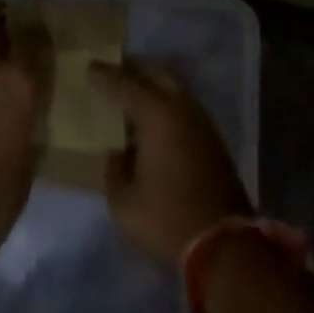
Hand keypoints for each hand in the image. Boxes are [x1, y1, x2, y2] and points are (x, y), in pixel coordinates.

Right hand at [90, 60, 251, 265]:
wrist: (223, 244)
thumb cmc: (167, 219)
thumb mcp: (124, 204)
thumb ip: (114, 171)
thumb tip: (117, 153)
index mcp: (155, 113)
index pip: (124, 83)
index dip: (104, 75)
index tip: (89, 67)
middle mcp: (179, 106)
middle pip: (153, 74)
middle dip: (132, 70)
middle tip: (113, 73)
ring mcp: (200, 120)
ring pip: (172, 87)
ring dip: (152, 86)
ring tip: (132, 95)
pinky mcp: (212, 137)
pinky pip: (183, 105)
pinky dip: (166, 103)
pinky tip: (155, 121)